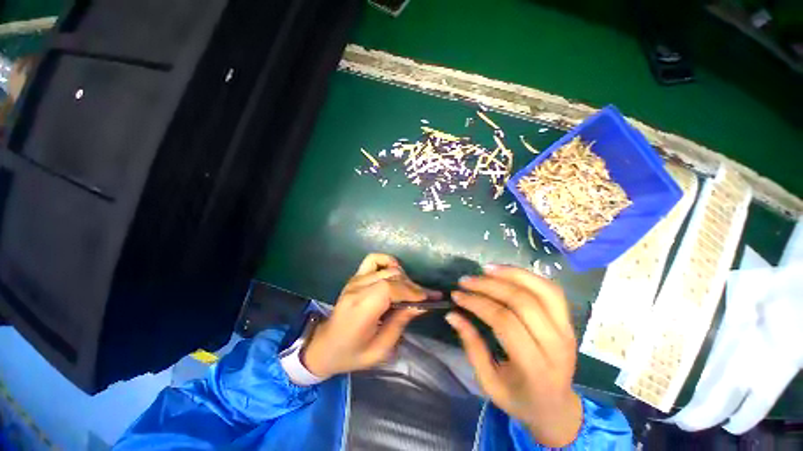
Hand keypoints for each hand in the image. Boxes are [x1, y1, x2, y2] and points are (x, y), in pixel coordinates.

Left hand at [302, 253, 434, 378]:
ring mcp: (355, 280)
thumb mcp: (380, 348)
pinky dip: (387, 261)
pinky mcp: (355, 277)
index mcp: (361, 309)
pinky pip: (373, 259)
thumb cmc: (352, 354)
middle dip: (411, 286)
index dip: (411, 291)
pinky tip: (394, 273)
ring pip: (386, 267)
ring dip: (403, 277)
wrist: (325, 346)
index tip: (427, 299)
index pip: (389, 289)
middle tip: (424, 298)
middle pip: (391, 276)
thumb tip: (420, 305)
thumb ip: (400, 323)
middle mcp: (357, 289)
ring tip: (409, 290)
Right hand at [446, 265, 581, 447]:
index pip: (505, 322)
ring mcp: (567, 331)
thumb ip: (471, 346)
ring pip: (541, 290)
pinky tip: (506, 272)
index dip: (478, 304)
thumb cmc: (518, 398)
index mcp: (536, 368)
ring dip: (511, 274)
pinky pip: (551, 290)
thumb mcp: (488, 381)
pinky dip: (528, 276)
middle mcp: (557, 346)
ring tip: (485, 269)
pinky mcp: (569, 322)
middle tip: (465, 281)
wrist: (556, 408)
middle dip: (489, 286)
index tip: (457, 295)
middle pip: (522, 302)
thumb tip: (452, 315)